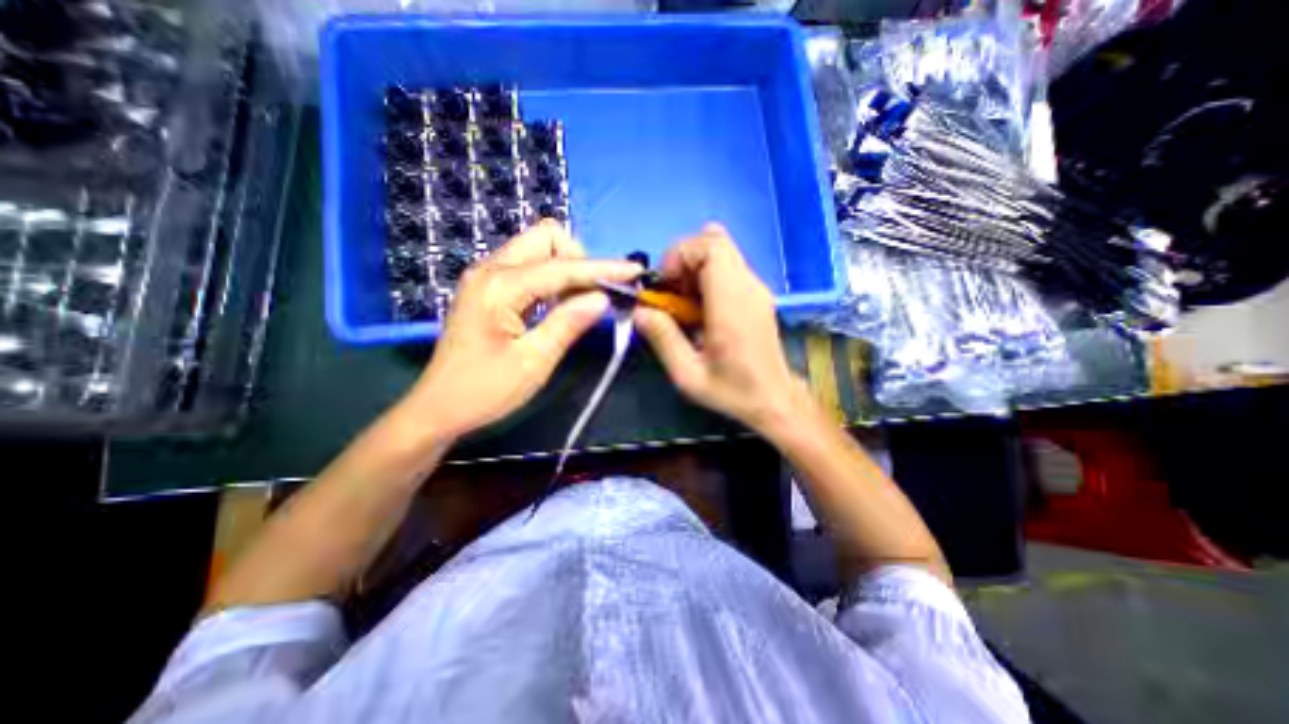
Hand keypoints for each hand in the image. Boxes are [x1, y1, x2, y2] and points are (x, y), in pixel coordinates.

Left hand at [405, 220, 640, 437]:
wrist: (439, 408)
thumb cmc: (485, 391)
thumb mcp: (534, 362)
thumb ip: (569, 323)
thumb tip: (603, 297)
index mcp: (500, 286)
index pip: (563, 266)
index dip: (602, 268)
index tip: (633, 271)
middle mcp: (490, 269)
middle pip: (546, 238)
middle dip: (578, 259)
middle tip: (593, 294)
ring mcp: (487, 276)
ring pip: (537, 249)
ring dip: (566, 269)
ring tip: (582, 303)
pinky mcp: (489, 288)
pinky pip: (529, 267)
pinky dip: (552, 279)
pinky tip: (561, 305)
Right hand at [634, 223, 803, 432]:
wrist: (774, 399)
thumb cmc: (732, 391)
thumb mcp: (688, 375)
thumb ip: (662, 339)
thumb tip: (640, 311)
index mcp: (732, 304)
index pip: (710, 247)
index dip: (680, 256)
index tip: (666, 286)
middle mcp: (748, 287)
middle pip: (715, 241)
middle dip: (683, 259)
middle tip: (672, 293)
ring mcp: (756, 288)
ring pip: (722, 250)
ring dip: (694, 267)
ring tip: (685, 300)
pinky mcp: (757, 293)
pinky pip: (728, 266)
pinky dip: (707, 275)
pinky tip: (701, 305)